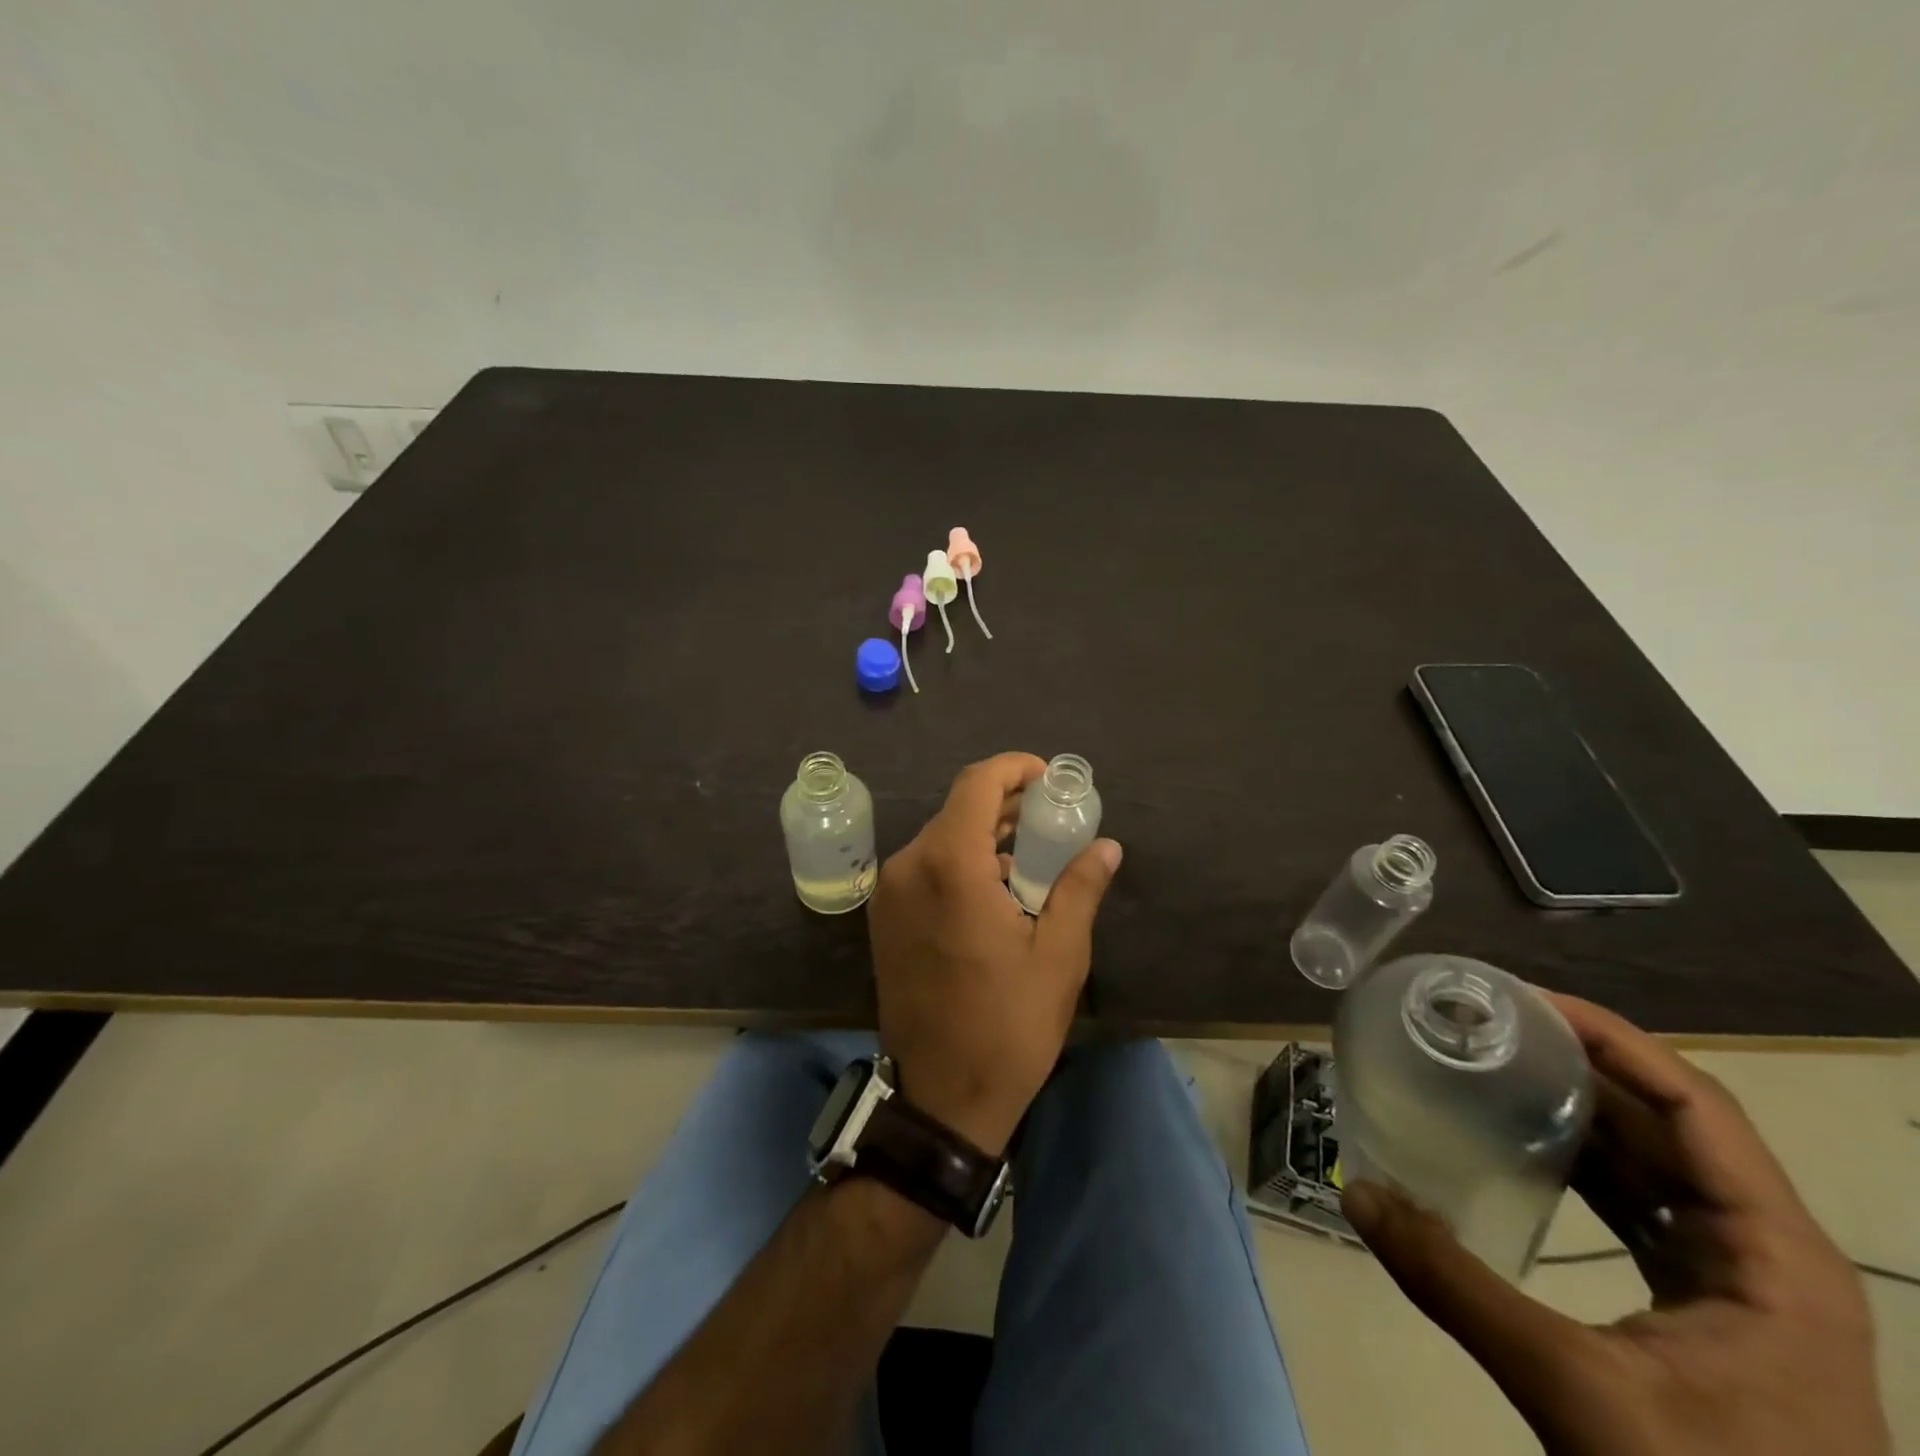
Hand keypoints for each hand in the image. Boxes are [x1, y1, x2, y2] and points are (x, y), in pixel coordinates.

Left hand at [866, 752, 1121, 1155]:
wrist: (940, 1097)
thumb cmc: (1007, 1025)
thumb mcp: (1059, 955)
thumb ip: (1080, 888)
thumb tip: (1106, 846)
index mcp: (949, 865)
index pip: (977, 783)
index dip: (1015, 769)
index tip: (1050, 780)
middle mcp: (909, 866)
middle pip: (959, 808)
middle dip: (1006, 803)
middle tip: (1052, 819)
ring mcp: (890, 892)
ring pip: (942, 837)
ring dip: (985, 834)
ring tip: (1033, 852)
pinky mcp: (884, 917)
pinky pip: (926, 866)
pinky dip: (962, 860)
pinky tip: (997, 887)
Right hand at [1343, 993, 1889, 1455]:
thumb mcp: (1575, 1394)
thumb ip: (1456, 1286)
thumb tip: (1358, 1196)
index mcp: (1776, 1259)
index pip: (1696, 1106)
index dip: (1613, 1039)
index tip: (1524, 999)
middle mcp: (1772, 1256)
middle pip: (1674, 1124)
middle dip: (1582, 1064)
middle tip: (1490, 1023)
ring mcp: (1747, 1285)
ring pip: (1660, 1164)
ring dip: (1582, 1110)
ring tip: (1495, 1064)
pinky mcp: (1715, 1309)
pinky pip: (1647, 1207)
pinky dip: (1588, 1164)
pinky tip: (1525, 1146)